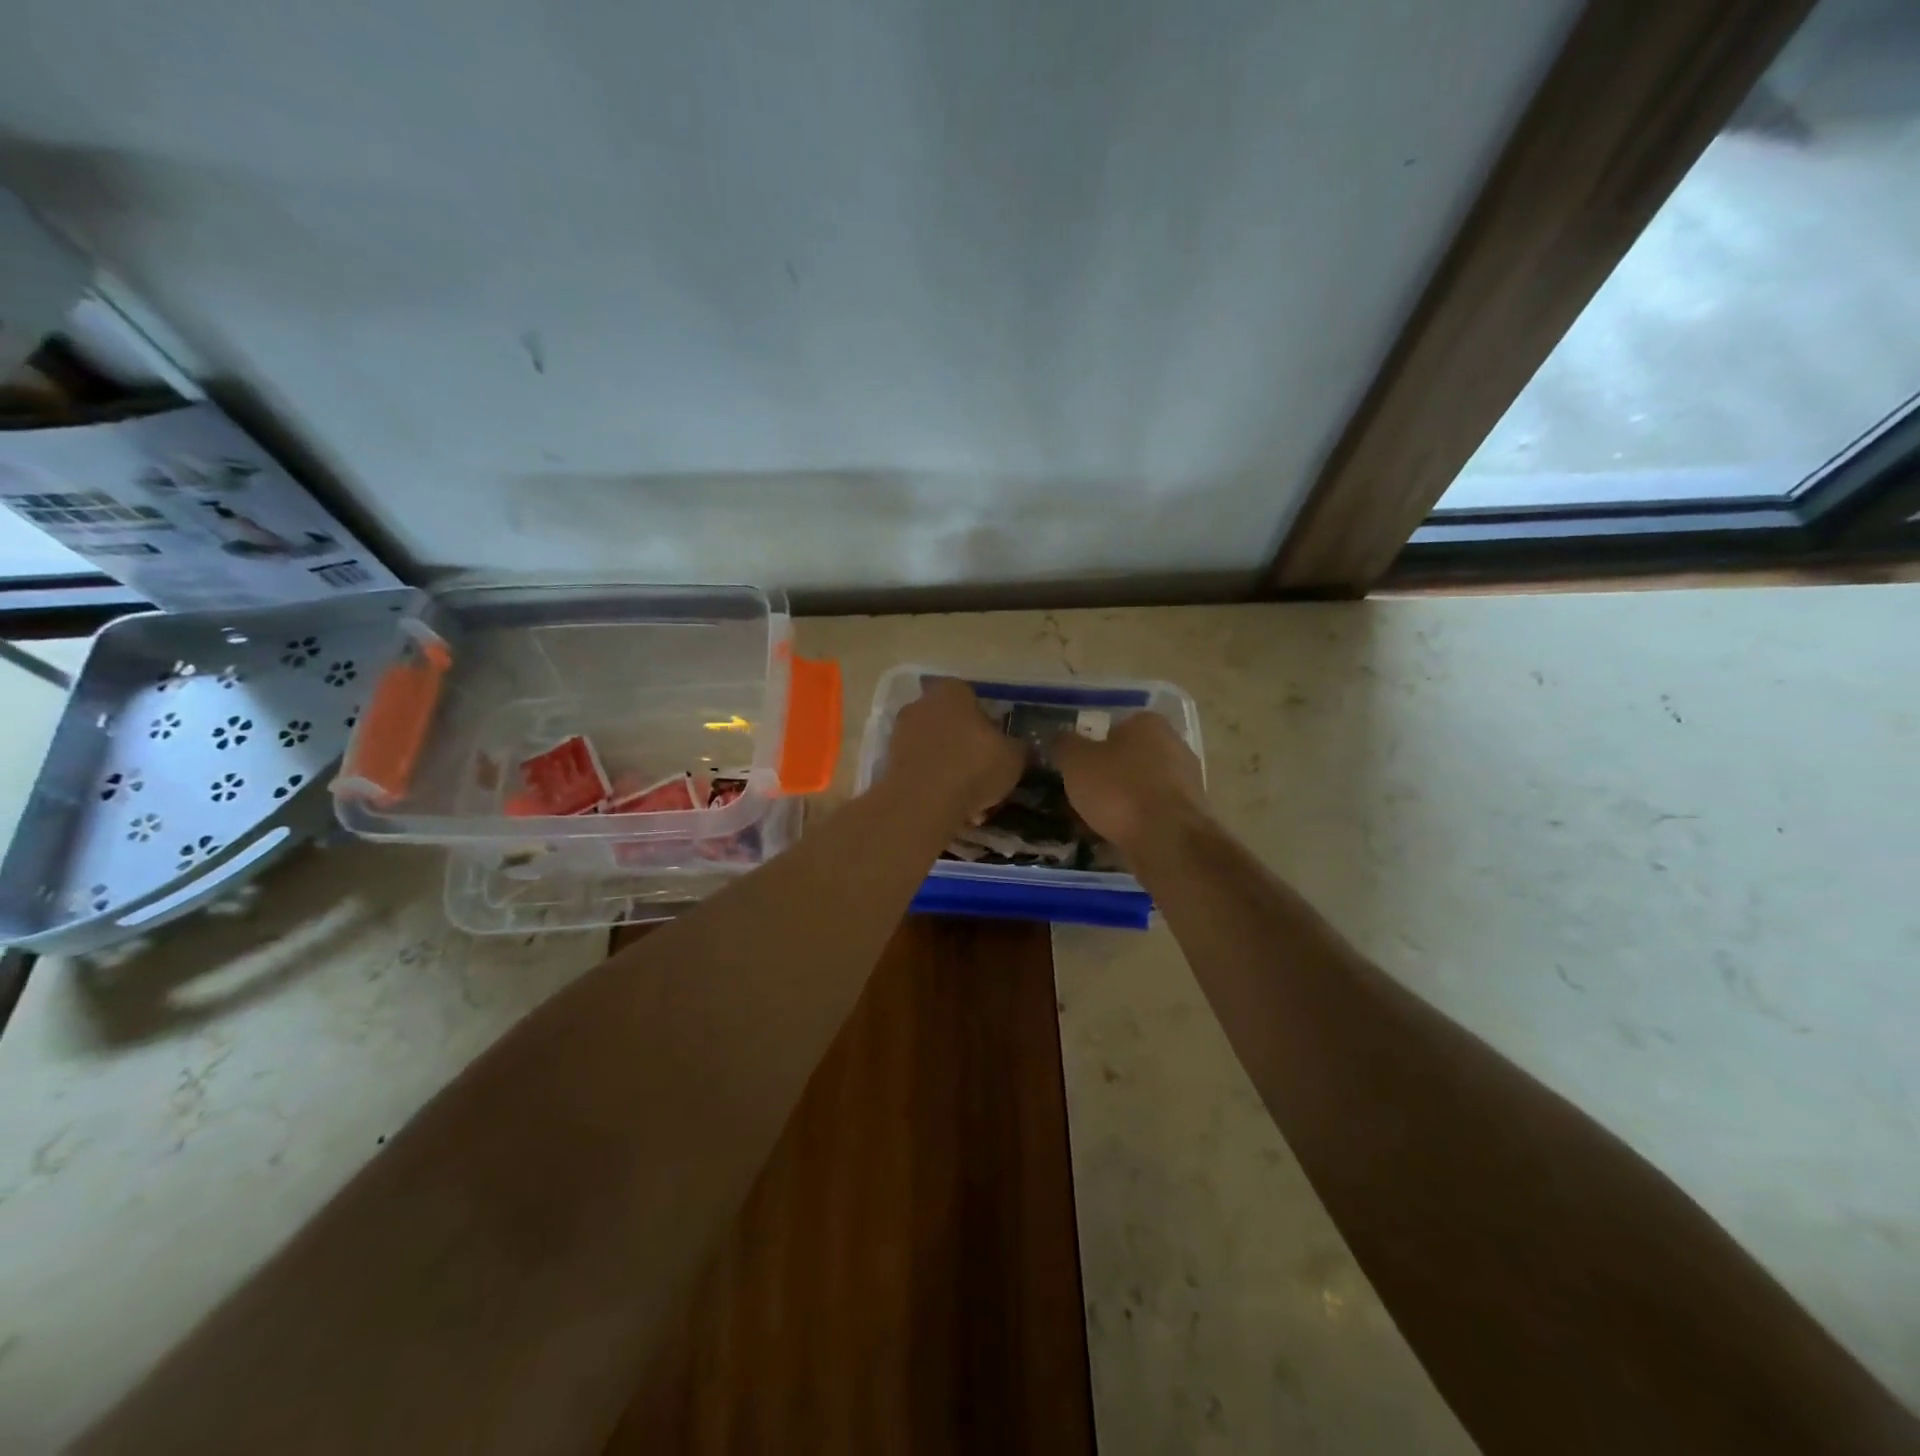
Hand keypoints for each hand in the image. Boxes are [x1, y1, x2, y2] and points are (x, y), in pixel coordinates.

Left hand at [881, 677, 1024, 822]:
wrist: (922, 802)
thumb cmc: (973, 766)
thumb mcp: (1014, 757)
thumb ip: (1017, 748)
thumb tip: (1017, 748)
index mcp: (952, 691)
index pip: (973, 698)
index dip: (988, 723)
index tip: (998, 747)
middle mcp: (921, 704)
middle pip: (951, 724)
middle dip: (966, 746)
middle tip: (985, 774)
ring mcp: (900, 732)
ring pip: (935, 749)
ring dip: (951, 769)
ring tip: (971, 801)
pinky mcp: (888, 763)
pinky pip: (921, 770)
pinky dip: (934, 785)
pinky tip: (951, 808)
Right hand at [1050, 711, 1208, 853]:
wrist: (1167, 840)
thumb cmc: (1118, 790)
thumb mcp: (1075, 761)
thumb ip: (1065, 745)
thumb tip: (1062, 741)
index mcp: (1149, 724)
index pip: (1115, 727)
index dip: (1093, 747)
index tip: (1077, 769)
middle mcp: (1175, 745)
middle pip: (1130, 758)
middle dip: (1107, 776)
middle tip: (1082, 796)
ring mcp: (1188, 781)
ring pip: (1141, 787)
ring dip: (1121, 802)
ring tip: (1094, 823)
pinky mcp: (1191, 814)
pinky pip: (1153, 813)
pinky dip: (1135, 822)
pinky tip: (1116, 838)